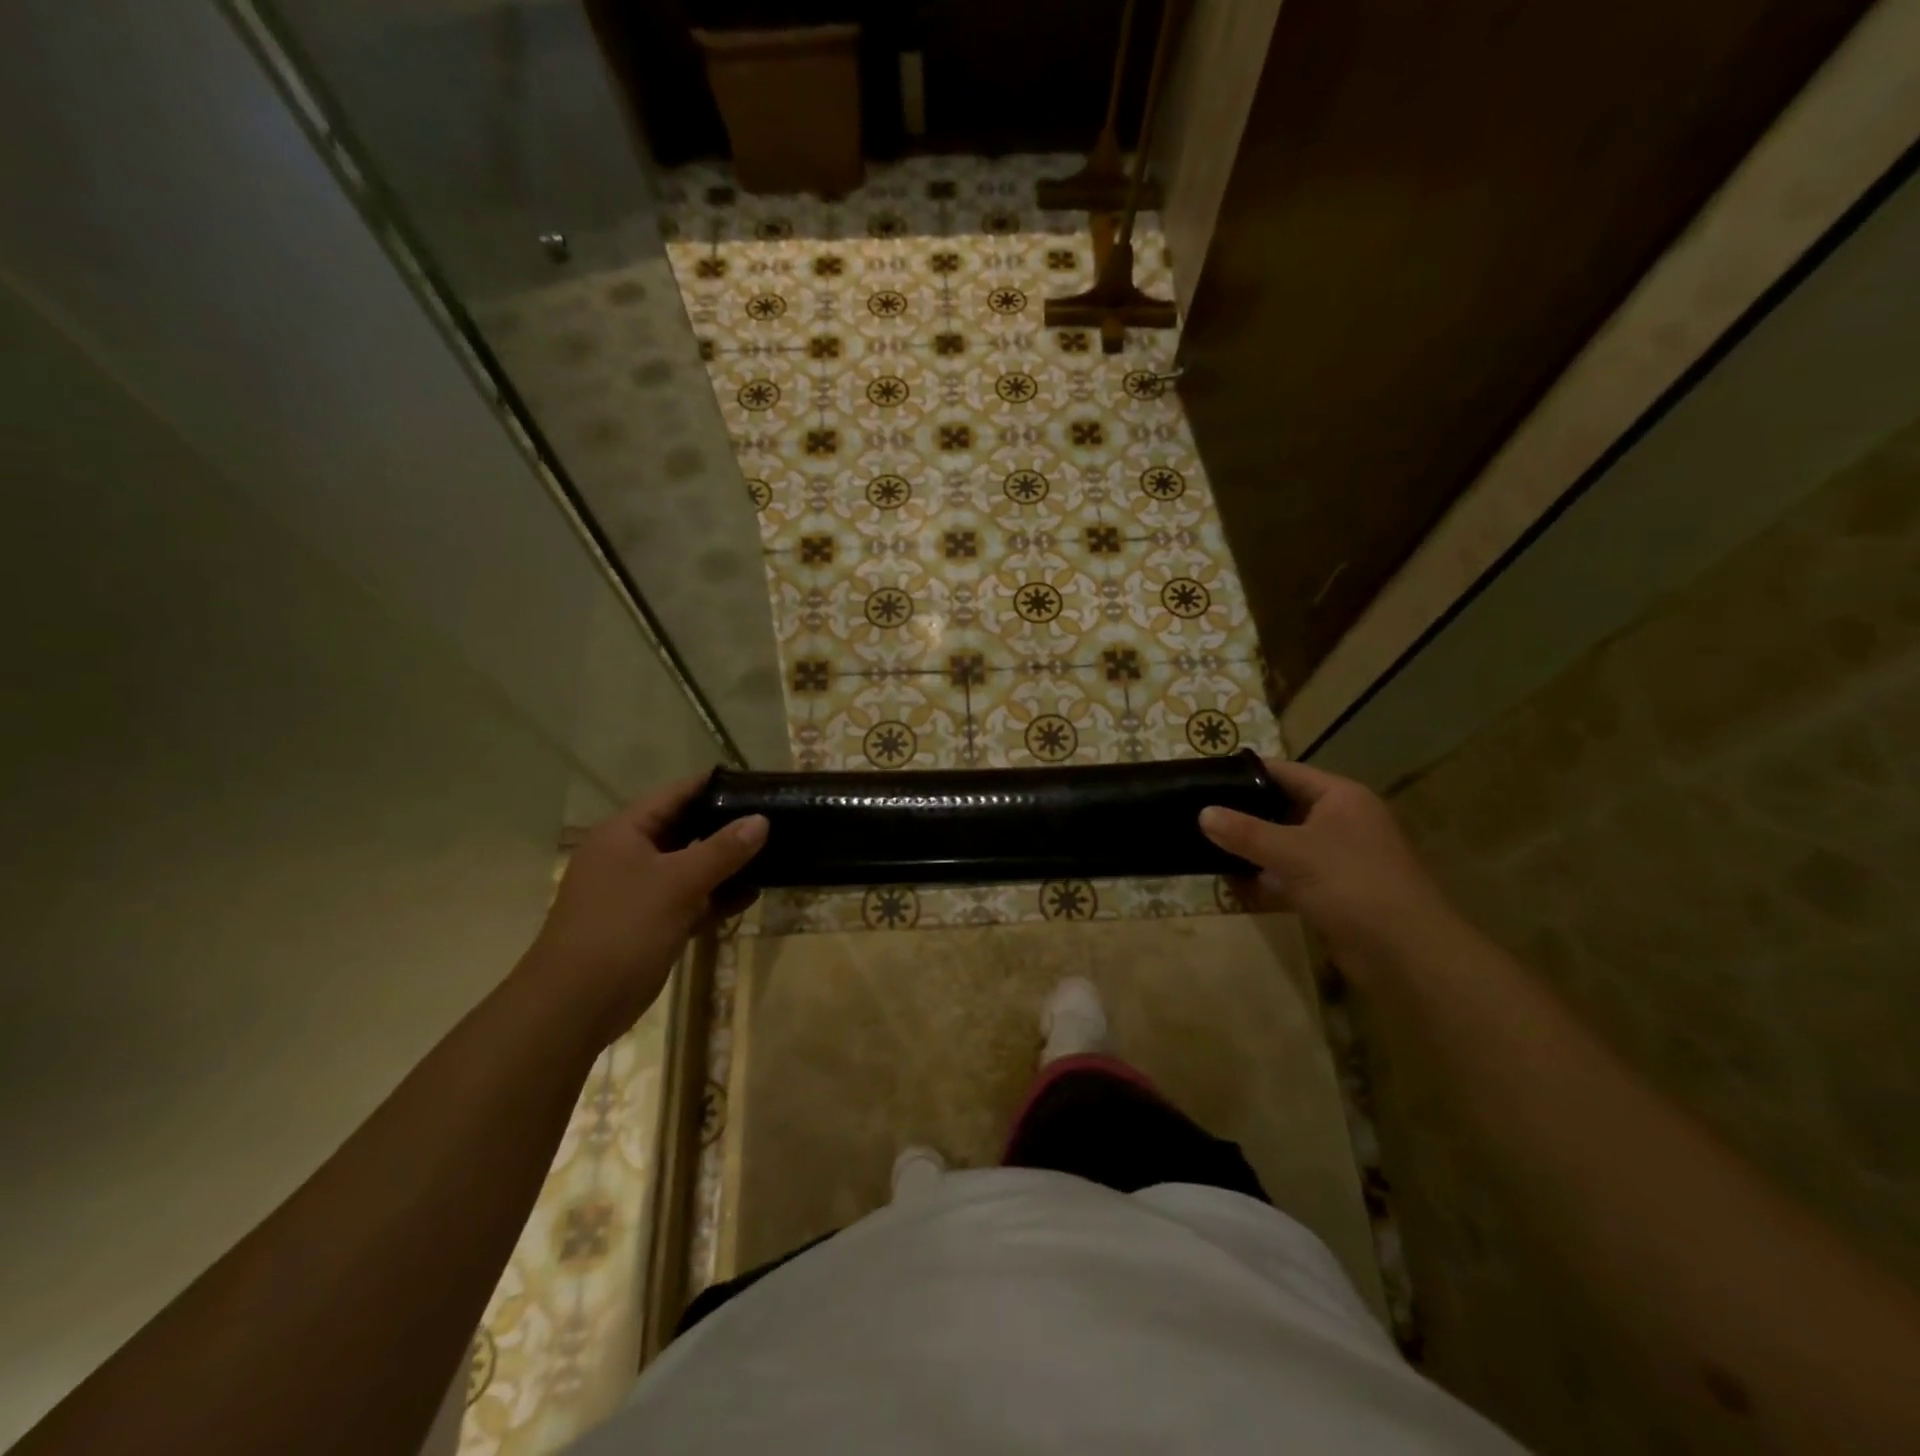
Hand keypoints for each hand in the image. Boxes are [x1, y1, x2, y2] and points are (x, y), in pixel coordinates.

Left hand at [524, 774, 766, 1047]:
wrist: (576, 1006)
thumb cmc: (622, 929)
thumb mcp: (676, 882)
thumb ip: (722, 849)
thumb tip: (761, 819)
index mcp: (624, 833)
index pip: (674, 795)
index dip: (713, 786)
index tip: (755, 782)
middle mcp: (631, 856)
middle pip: (685, 830)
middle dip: (726, 826)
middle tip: (773, 817)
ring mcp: (640, 892)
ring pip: (691, 867)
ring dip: (727, 864)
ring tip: (773, 854)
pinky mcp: (652, 924)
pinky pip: (691, 900)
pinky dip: (718, 897)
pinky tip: (752, 894)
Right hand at [1198, 759, 1454, 969]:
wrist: (1405, 953)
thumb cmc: (1352, 885)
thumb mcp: (1293, 852)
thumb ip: (1245, 832)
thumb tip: (1203, 813)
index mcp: (1340, 798)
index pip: (1286, 773)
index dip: (1247, 774)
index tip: (1206, 777)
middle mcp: (1340, 821)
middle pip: (1282, 808)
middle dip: (1243, 813)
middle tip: (1197, 812)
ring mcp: (1336, 858)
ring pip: (1283, 843)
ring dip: (1251, 848)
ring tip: (1204, 844)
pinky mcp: (1330, 890)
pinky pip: (1288, 875)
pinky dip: (1263, 877)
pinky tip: (1229, 881)